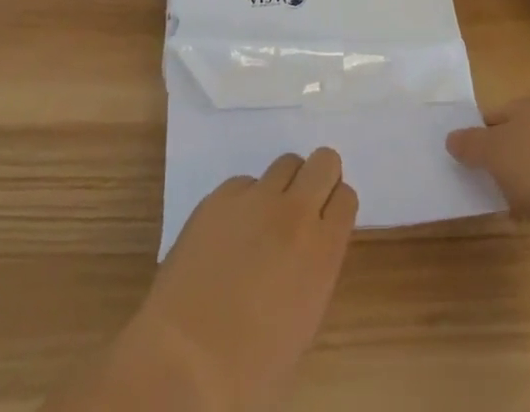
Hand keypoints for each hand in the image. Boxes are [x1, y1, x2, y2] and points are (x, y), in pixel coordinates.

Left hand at [100, 149, 357, 411]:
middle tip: (303, 208)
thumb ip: (316, 270)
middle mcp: (295, 212)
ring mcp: (255, 199)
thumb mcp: (304, 322)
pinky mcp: (219, 197)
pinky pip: (244, 183)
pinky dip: (244, 201)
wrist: (183, 363)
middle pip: (324, 161)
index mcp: (322, 250)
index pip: (346, 197)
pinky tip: (229, 234)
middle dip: (319, 179)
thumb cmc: (250, 367)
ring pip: (286, 163)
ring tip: (264, 219)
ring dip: (283, 186)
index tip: (326, 223)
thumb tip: (311, 248)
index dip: (336, 208)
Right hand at [446, 96, 529, 236]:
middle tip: (489, 182)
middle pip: (520, 138)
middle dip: (504, 160)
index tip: (471, 161)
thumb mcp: (492, 152)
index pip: (499, 114)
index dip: (482, 136)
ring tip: (510, 204)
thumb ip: (470, 144)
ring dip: (524, 181)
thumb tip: (451, 139)